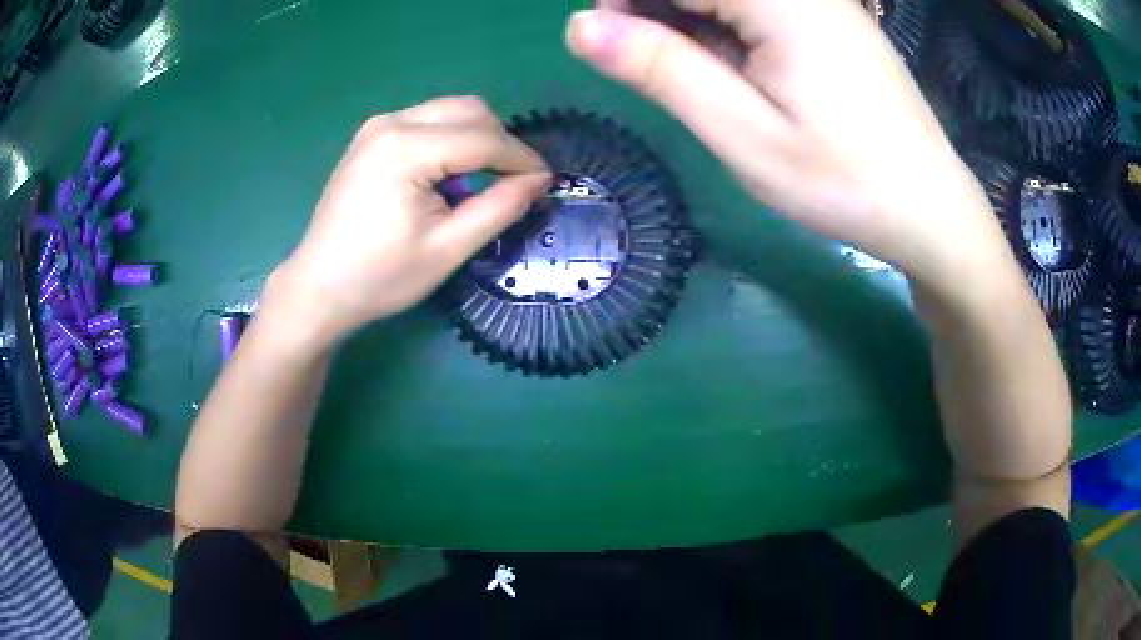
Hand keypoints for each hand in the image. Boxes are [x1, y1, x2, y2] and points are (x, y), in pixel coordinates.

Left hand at [272, 96, 551, 342]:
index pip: (483, 137)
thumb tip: (541, 179)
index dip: (522, 157)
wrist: (318, 287)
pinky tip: (447, 174)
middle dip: (501, 141)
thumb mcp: (448, 249)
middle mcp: (391, 122)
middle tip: (514, 181)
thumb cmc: (380, 277)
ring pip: (449, 111)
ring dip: (477, 137)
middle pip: (468, 110)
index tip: (547, 180)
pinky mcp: (371, 136)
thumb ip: (499, 207)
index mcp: (406, 148)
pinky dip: (450, 139)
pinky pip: (427, 121)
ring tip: (483, 180)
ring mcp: (377, 126)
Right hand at [565, 0, 1016, 300]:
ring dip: (692, 25)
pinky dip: (728, 32)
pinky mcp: (830, 20)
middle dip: (658, 14)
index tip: (609, 47)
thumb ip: (661, 69)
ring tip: (705, 81)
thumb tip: (580, 25)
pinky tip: (737, 72)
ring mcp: (820, 2)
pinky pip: (758, 10)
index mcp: (778, 0)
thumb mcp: (743, 134)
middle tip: (661, 73)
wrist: (931, 209)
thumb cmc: (844, 181)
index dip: (624, 2)